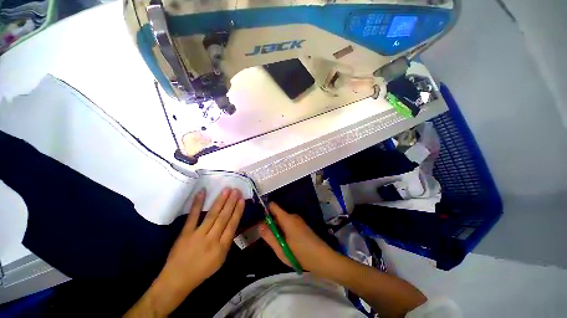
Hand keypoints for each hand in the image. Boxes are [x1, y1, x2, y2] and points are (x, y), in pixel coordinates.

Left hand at [126, 188, 244, 316]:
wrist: (177, 280)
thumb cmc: (202, 271)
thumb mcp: (220, 259)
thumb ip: (227, 241)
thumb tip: (233, 223)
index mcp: (222, 247)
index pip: (232, 225)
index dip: (238, 211)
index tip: (242, 200)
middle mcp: (212, 240)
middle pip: (224, 217)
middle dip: (231, 203)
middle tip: (236, 190)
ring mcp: (198, 235)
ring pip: (212, 215)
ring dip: (220, 201)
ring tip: (226, 190)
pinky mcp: (185, 233)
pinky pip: (193, 216)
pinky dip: (197, 204)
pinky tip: (202, 192)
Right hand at [259, 203, 339, 275]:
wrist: (323, 259)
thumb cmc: (300, 253)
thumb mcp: (281, 248)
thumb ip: (269, 236)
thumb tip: (260, 225)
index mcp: (287, 218)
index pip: (273, 206)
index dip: (265, 210)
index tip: (260, 220)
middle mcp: (293, 216)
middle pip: (277, 215)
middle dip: (271, 224)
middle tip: (268, 238)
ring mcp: (298, 221)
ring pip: (283, 221)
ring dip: (278, 229)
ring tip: (277, 243)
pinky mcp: (302, 226)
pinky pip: (289, 225)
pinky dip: (284, 231)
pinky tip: (286, 244)